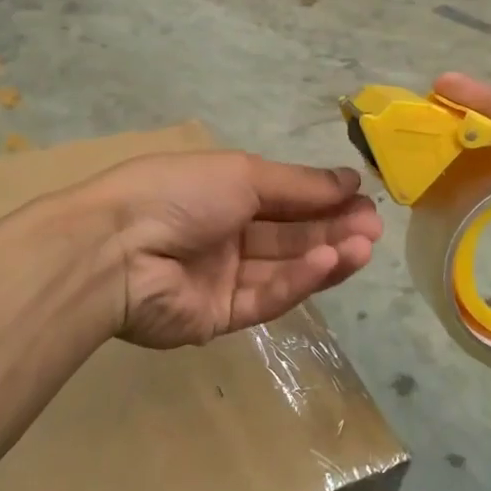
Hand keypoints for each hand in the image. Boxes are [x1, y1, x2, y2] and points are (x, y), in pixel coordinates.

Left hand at [77, 152, 382, 349]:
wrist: (116, 249)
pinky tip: (329, 263)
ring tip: (364, 246)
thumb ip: (297, 184)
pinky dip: (298, 281)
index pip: (284, 198)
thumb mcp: (242, 174)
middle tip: (374, 226)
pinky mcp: (218, 317)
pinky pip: (264, 298)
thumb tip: (349, 179)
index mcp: (223, 194)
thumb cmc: (179, 193)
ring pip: (283, 267)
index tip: (362, 198)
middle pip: (289, 234)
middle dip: (333, 228)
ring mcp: (221, 278)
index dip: (323, 198)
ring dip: (325, 255)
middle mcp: (224, 234)